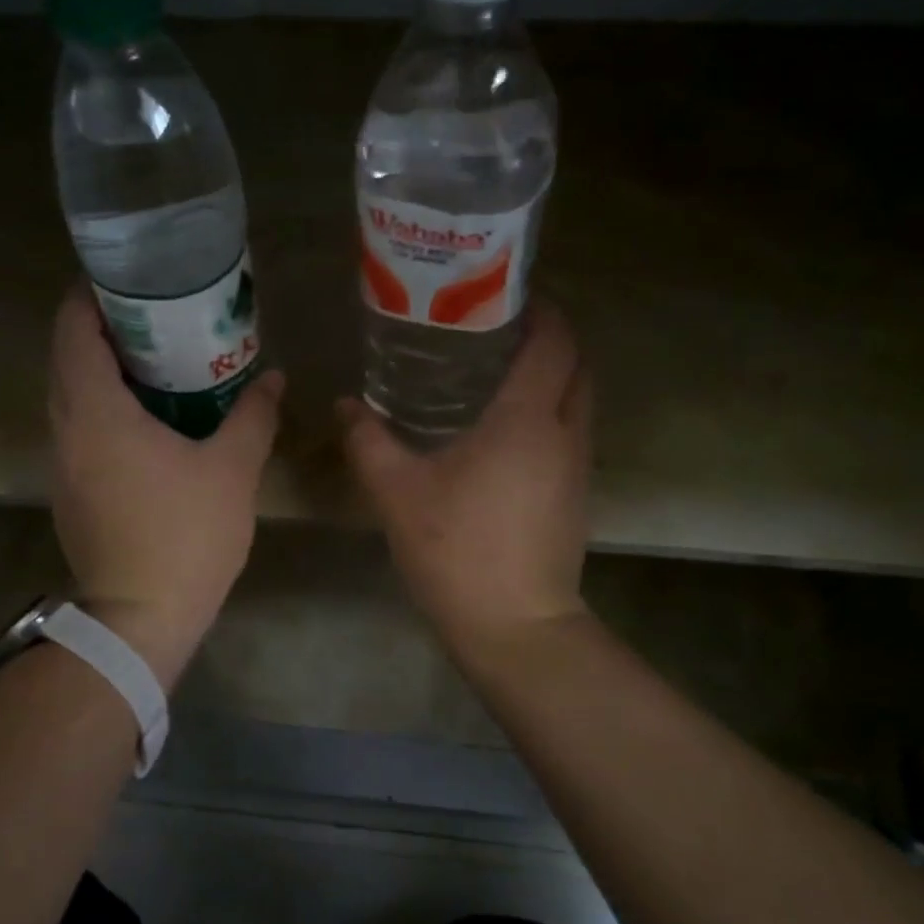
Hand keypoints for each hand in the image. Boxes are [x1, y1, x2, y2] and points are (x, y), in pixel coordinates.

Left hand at [48, 284, 283, 686]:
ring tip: (155, 362)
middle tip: (155, 318)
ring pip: (71, 397)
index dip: (90, 297)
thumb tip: (273, 378)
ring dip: (102, 371)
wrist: (140, 618)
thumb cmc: (185, 536)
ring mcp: (62, 465)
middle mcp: (66, 430)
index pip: (72, 330)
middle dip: (101, 330)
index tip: (127, 282)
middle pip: (67, 359)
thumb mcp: (232, 470)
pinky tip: (147, 419)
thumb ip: (254, 416)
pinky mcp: (70, 493)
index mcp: (96, 412)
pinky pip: (79, 430)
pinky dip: (103, 408)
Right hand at [339, 301, 591, 658]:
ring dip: (554, 379)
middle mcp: (564, 434)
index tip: (511, 297)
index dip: (542, 312)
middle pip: (577, 367)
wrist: (515, 627)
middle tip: (502, 333)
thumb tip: (344, 405)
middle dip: (552, 340)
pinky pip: (572, 435)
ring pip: (579, 402)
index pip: (553, 343)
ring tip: (502, 377)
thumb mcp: (398, 493)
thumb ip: (368, 442)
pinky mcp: (577, 497)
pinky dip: (552, 415)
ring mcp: (578, 468)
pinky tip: (508, 434)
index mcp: (526, 420)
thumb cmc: (456, 550)